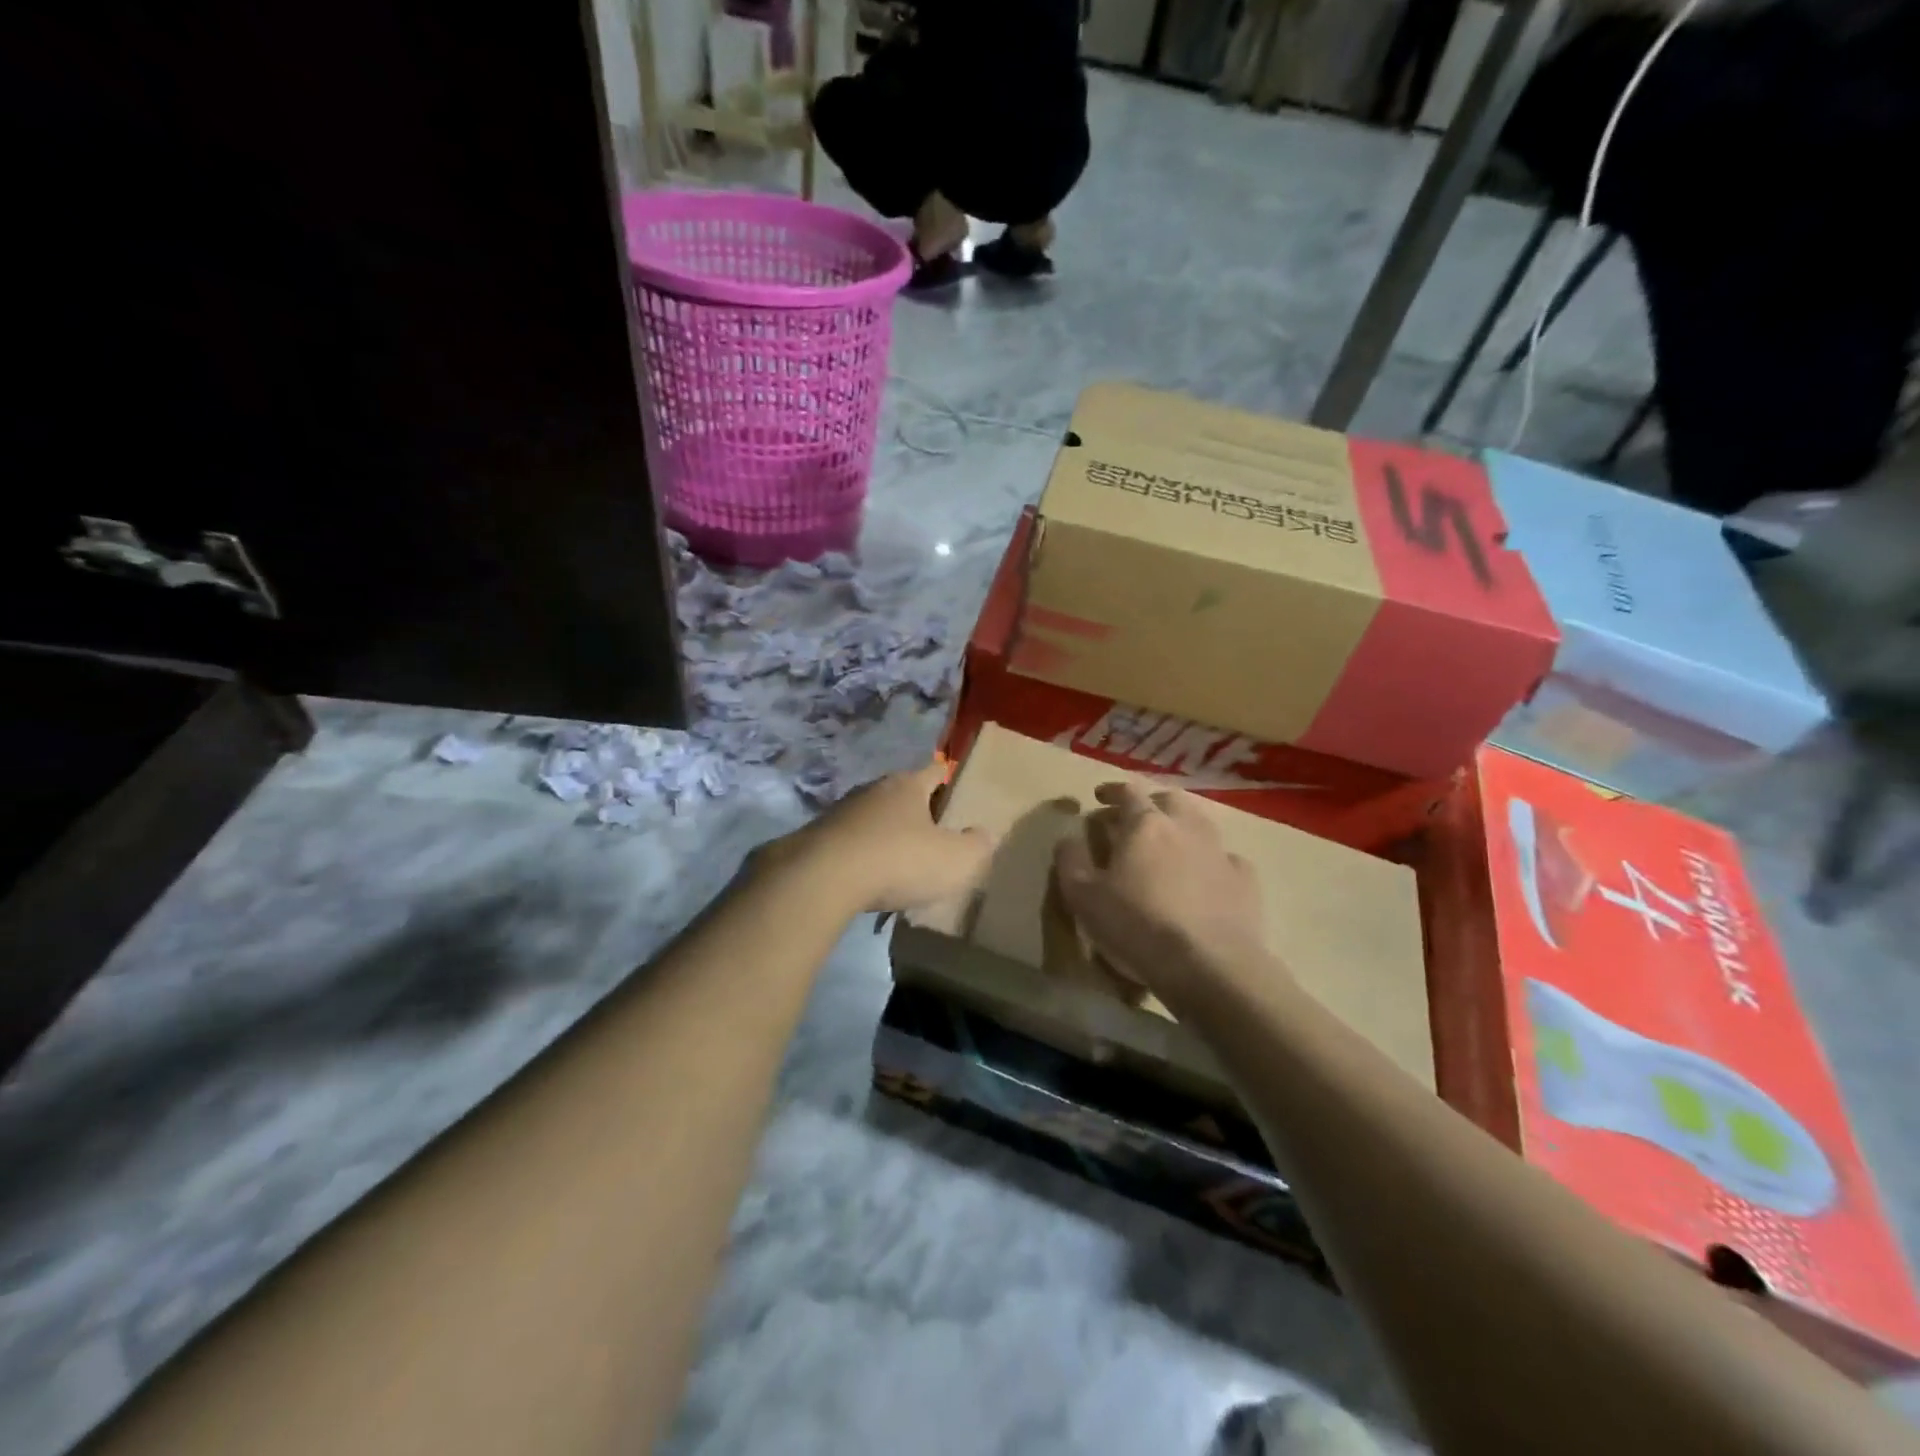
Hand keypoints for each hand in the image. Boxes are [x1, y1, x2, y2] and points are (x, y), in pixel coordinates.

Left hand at [781, 760, 994, 914]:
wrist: (821, 879)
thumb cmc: (898, 860)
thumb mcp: (955, 860)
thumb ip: (977, 846)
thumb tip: (985, 834)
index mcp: (908, 785)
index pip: (935, 771)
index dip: (949, 780)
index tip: (958, 794)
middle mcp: (873, 789)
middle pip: (902, 793)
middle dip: (917, 811)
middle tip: (933, 835)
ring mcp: (840, 812)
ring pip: (872, 817)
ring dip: (885, 834)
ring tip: (899, 861)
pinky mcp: (816, 838)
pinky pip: (849, 842)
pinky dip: (861, 855)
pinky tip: (867, 878)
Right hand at [1053, 782, 1270, 1005]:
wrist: (1209, 965)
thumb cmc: (1138, 925)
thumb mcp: (1083, 897)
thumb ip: (1071, 861)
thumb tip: (1068, 838)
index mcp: (1145, 824)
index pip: (1127, 792)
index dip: (1112, 791)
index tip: (1099, 797)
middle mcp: (1186, 826)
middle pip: (1169, 800)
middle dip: (1150, 804)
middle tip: (1135, 820)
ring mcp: (1220, 851)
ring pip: (1200, 823)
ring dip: (1181, 827)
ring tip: (1169, 846)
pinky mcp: (1245, 880)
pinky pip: (1225, 858)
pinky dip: (1210, 860)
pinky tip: (1205, 877)